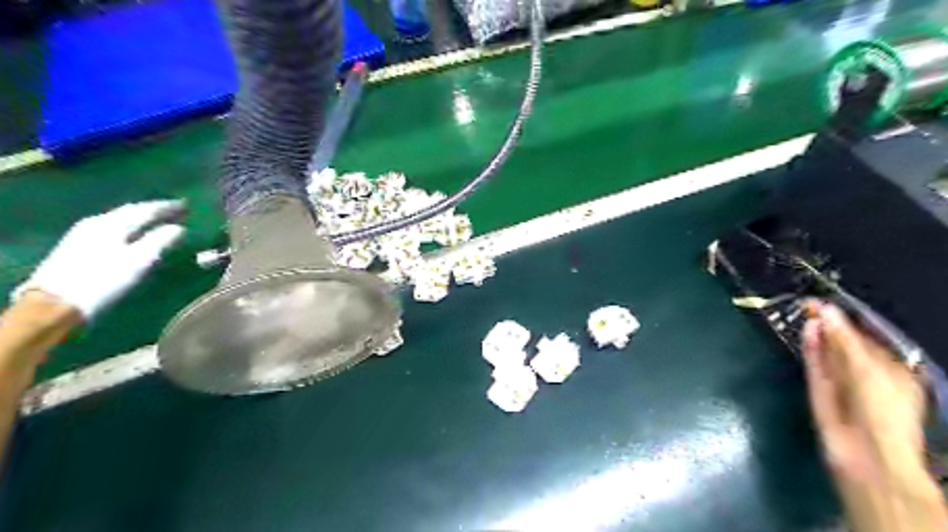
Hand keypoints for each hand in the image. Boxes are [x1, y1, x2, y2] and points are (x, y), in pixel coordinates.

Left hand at [13, 197, 185, 316]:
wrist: (55, 305)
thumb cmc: (103, 281)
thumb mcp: (139, 261)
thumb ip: (161, 241)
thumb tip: (180, 228)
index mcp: (113, 224)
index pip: (146, 209)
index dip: (168, 208)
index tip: (187, 206)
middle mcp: (97, 222)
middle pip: (131, 211)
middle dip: (154, 210)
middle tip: (175, 211)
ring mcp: (83, 234)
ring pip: (119, 219)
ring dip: (140, 218)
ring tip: (156, 220)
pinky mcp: (76, 246)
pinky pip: (110, 228)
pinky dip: (128, 227)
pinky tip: (132, 233)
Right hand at [799, 301, 926, 483]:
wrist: (866, 455)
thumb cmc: (881, 411)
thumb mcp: (866, 370)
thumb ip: (844, 340)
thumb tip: (825, 311)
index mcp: (892, 371)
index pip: (868, 339)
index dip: (847, 321)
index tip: (826, 303)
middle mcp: (867, 375)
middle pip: (846, 346)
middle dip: (830, 326)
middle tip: (809, 305)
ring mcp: (842, 384)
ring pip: (828, 355)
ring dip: (819, 335)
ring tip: (804, 313)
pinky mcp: (822, 392)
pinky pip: (816, 366)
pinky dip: (811, 350)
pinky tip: (806, 333)